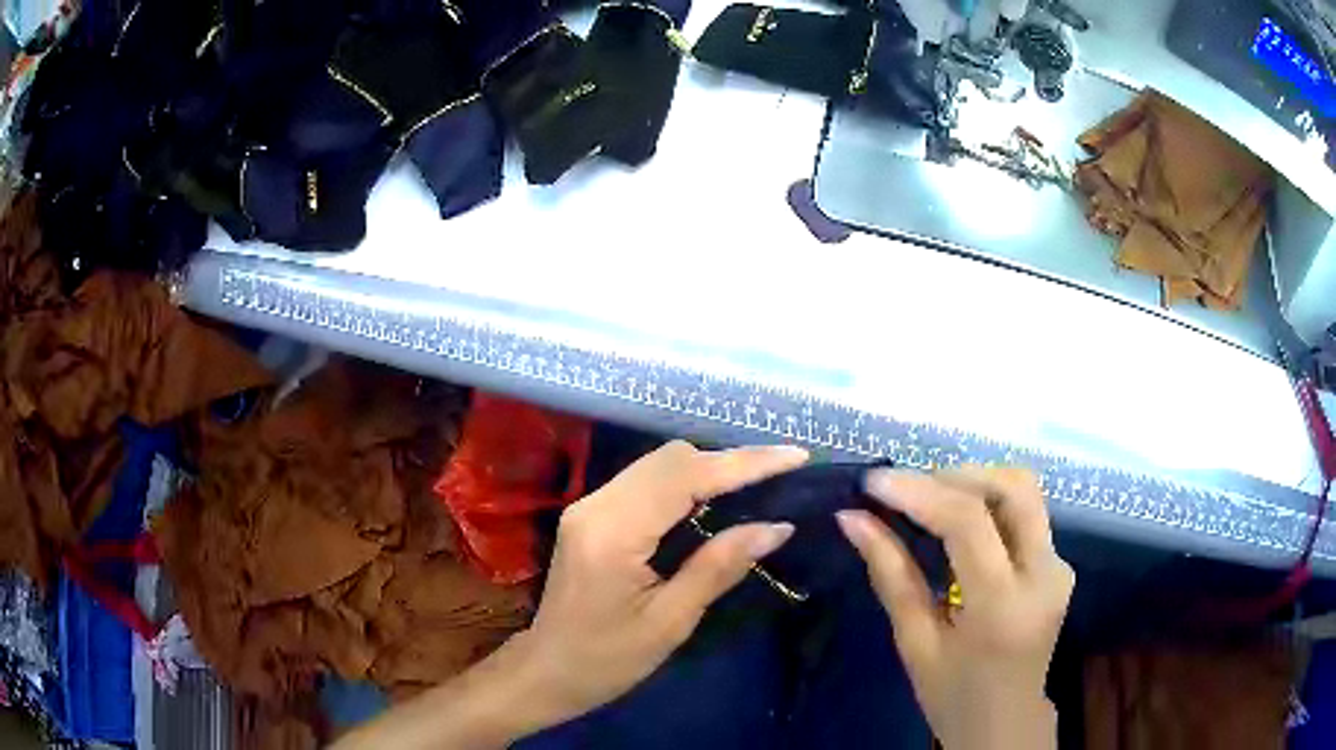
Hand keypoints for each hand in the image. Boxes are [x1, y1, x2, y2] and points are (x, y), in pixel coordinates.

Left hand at [514, 440, 806, 724]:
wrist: (546, 671)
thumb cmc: (607, 660)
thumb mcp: (670, 622)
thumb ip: (719, 566)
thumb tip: (776, 527)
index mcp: (613, 532)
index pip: (686, 477)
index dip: (744, 463)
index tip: (796, 457)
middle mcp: (596, 504)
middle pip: (670, 458)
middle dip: (730, 460)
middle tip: (782, 473)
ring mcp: (589, 505)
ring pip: (658, 464)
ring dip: (709, 467)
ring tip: (760, 482)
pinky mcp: (592, 514)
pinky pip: (647, 481)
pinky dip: (687, 482)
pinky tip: (716, 498)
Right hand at [838, 467, 1074, 749]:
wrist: (1005, 722)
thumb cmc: (952, 695)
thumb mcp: (915, 643)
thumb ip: (891, 575)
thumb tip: (852, 519)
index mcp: (1002, 606)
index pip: (969, 523)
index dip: (919, 492)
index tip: (873, 481)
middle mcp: (1044, 575)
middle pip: (1013, 488)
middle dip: (957, 475)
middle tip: (908, 488)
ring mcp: (1059, 567)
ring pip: (1025, 492)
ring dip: (976, 483)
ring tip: (929, 500)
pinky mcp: (1060, 565)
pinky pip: (1026, 515)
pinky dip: (989, 505)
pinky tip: (958, 524)